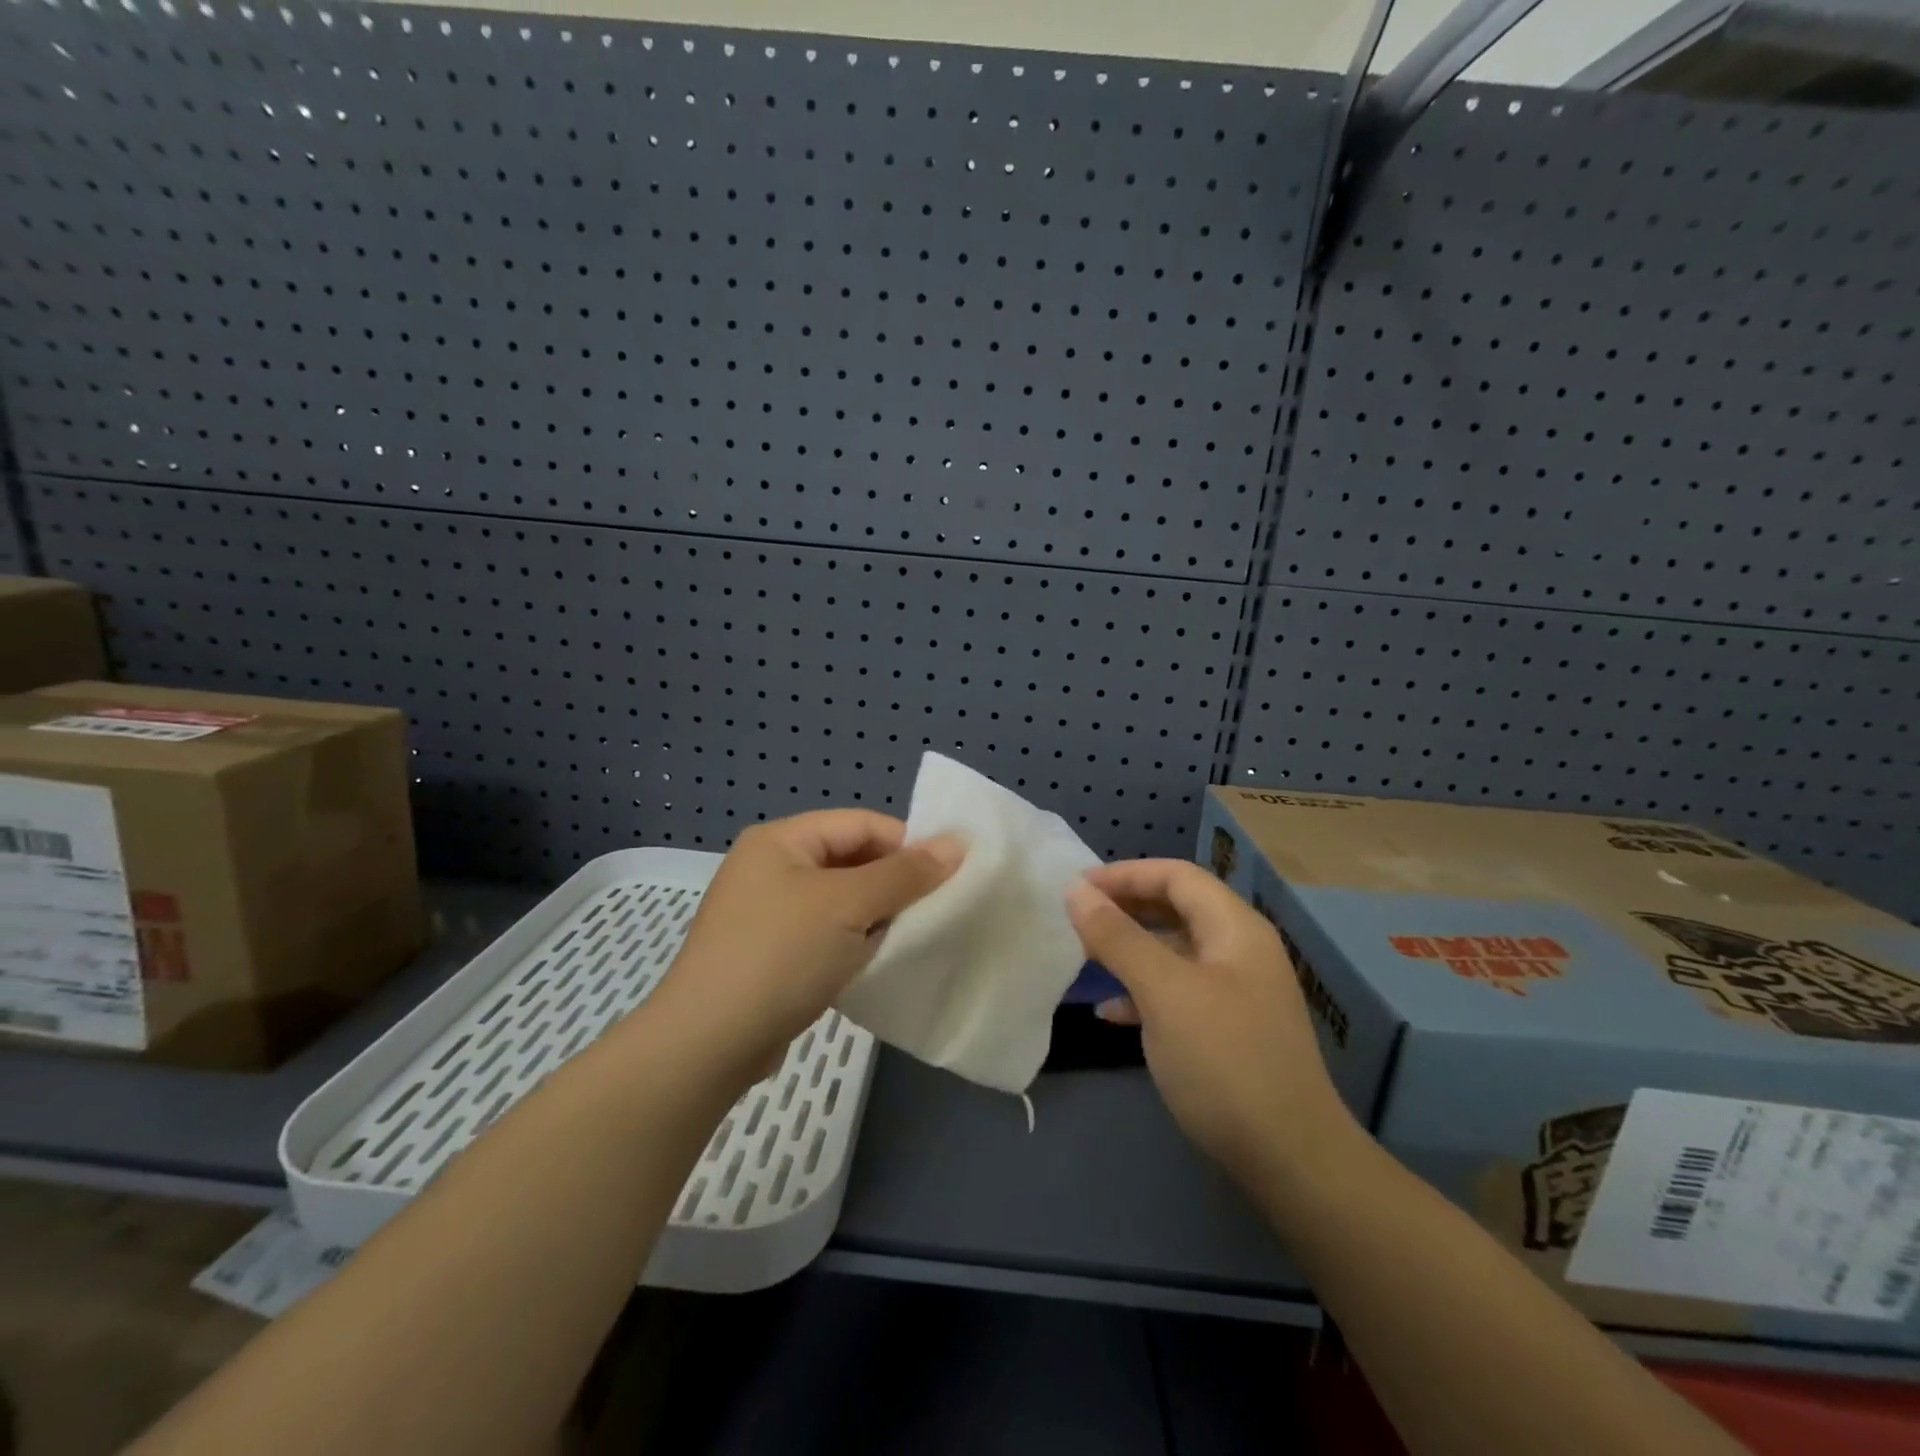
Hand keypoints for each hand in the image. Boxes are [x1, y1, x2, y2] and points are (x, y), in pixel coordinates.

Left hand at [652, 810, 961, 1085]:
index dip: (908, 844)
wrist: (707, 1044)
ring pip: (841, 900)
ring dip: (875, 915)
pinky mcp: (769, 952)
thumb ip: (904, 873)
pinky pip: (825, 932)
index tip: (950, 875)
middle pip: (851, 859)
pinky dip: (853, 942)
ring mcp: (766, 911)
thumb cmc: (780, 956)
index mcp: (782, 839)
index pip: (862, 824)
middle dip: (893, 882)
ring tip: (910, 937)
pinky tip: (874, 962)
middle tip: (934, 910)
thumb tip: (956, 843)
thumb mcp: (849, 906)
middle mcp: (770, 866)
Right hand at [1066, 860, 1359, 1193]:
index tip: (1077, 888)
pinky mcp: (1228, 1030)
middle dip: (1125, 908)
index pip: (1176, 875)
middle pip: (1176, 908)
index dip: (1125, 874)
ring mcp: (1237, 992)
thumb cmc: (1224, 1061)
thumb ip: (1118, 937)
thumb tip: (1076, 890)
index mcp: (1235, 928)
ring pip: (1174, 951)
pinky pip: (1178, 991)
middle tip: (1076, 919)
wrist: (1291, 1161)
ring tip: (1084, 958)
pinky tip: (1111, 1014)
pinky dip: (1143, 992)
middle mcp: (1240, 950)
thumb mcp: (1164, 992)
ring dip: (1130, 949)